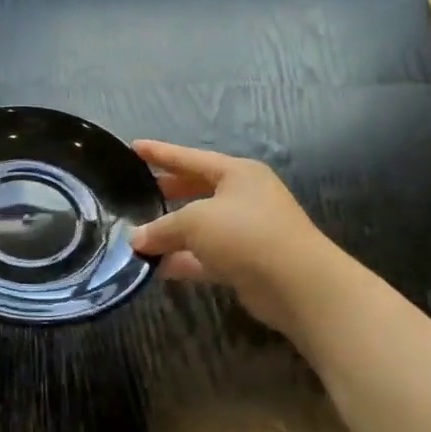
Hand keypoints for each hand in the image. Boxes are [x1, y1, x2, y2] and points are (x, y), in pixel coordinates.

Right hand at [129, 140, 337, 333]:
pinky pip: (204, 256)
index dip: (160, 152)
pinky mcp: (245, 263)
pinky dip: (182, 260)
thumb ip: (160, 228)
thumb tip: (134, 240)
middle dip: (166, 194)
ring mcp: (246, 232)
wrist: (297, 284)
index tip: (133, 147)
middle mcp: (244, 198)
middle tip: (135, 194)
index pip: (190, 158)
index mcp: (237, 174)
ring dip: (170, 234)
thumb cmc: (245, 234)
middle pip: (196, 190)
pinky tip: (156, 268)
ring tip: (136, 238)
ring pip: (199, 228)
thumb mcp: (194, 222)